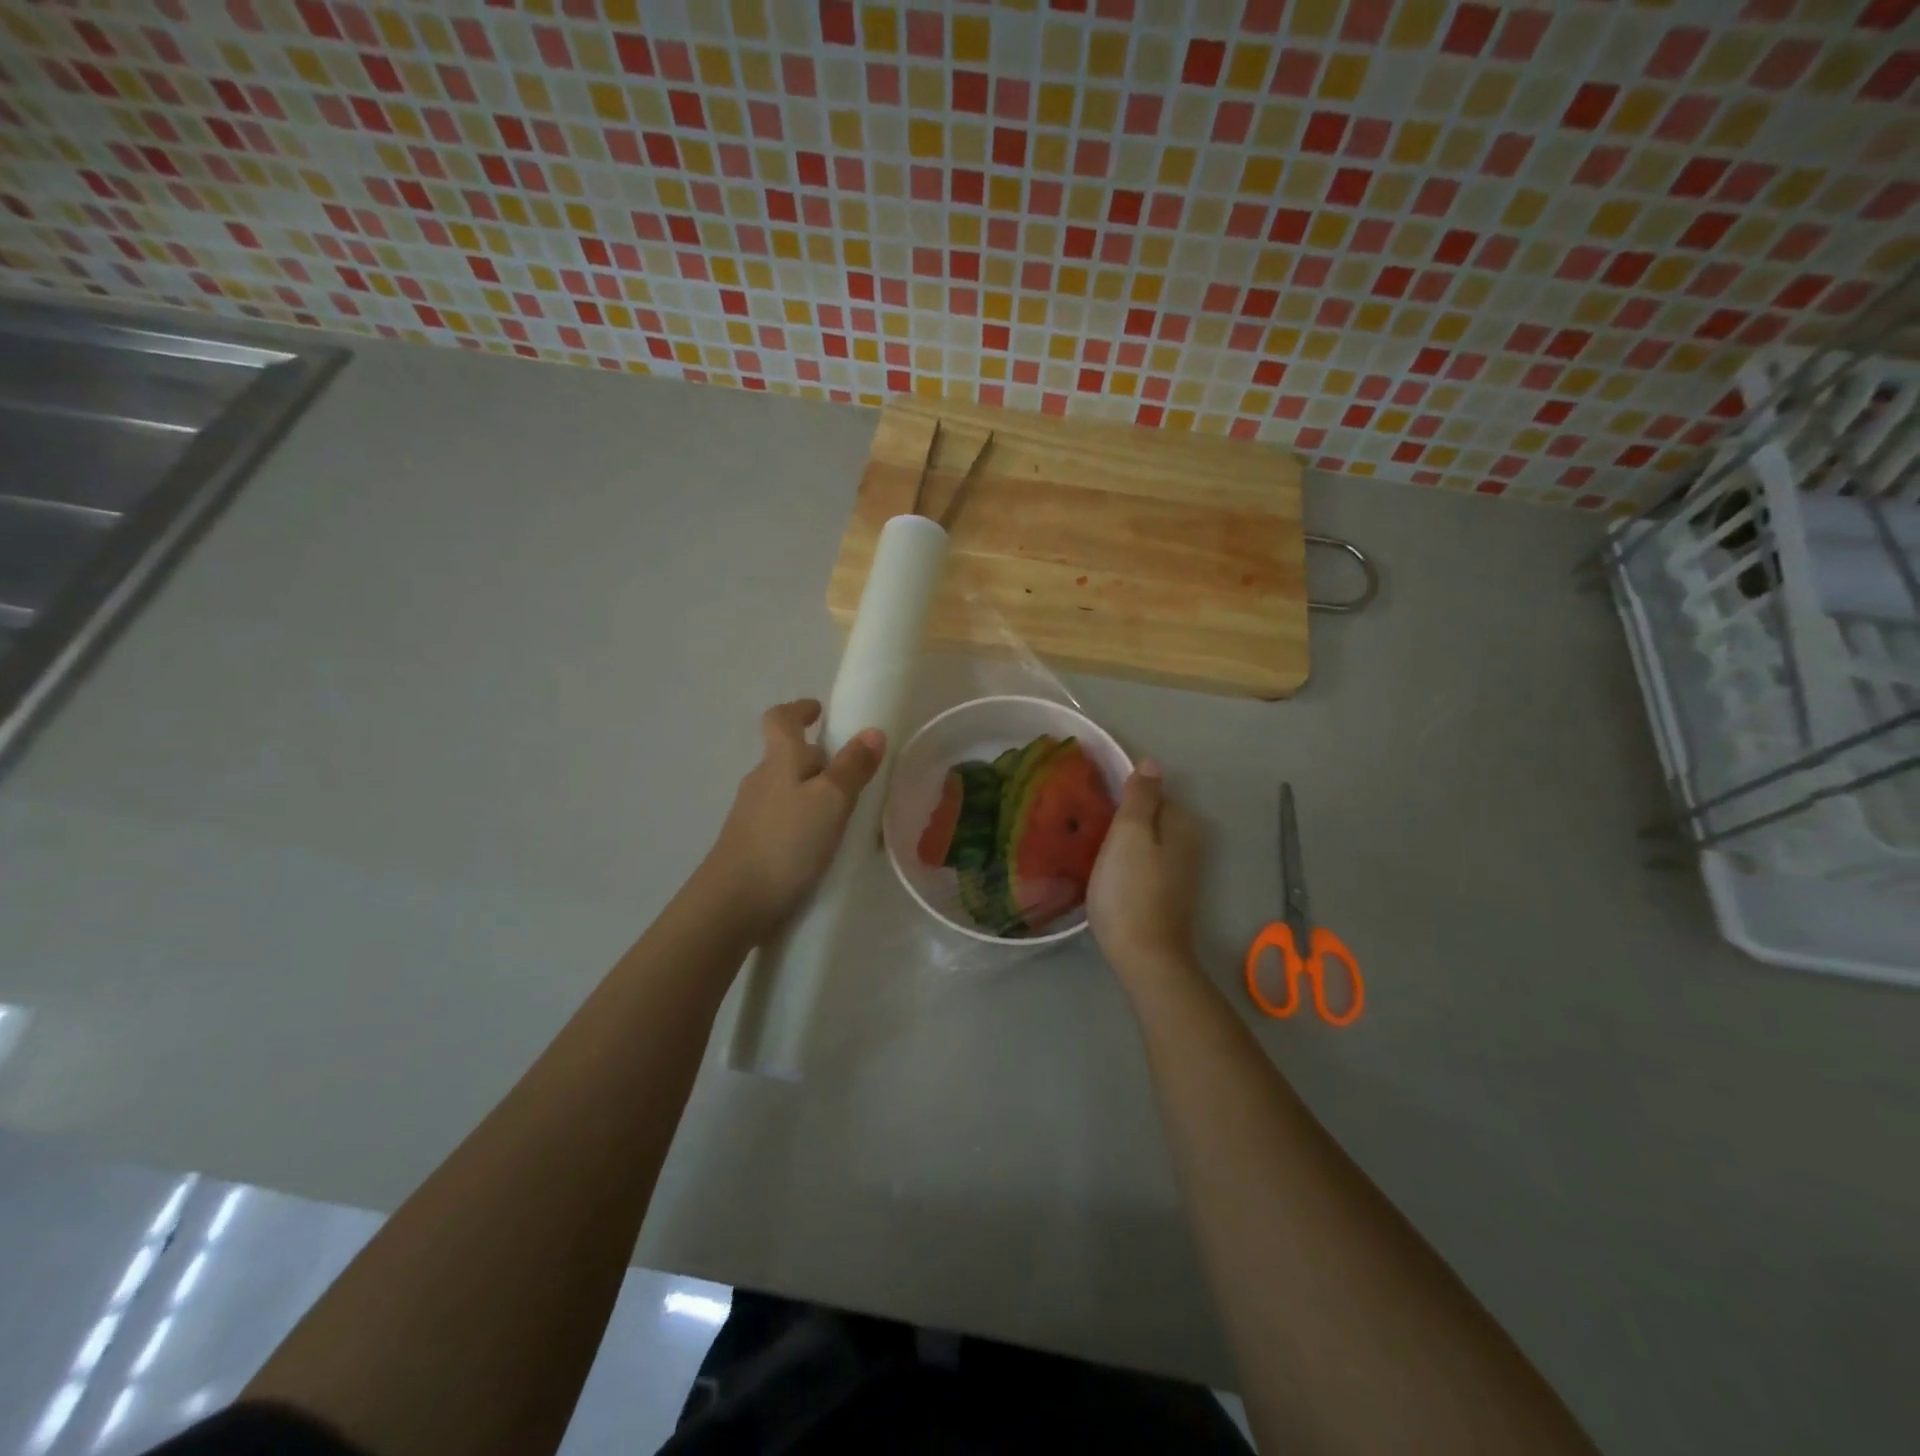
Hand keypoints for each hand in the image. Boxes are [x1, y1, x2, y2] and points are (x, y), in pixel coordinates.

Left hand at [701, 700, 884, 934]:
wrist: (732, 904)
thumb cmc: (785, 842)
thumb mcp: (829, 801)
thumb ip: (852, 767)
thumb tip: (872, 731)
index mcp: (778, 761)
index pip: (780, 719)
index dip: (798, 710)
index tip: (818, 710)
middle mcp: (761, 782)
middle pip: (788, 757)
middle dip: (819, 760)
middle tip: (854, 774)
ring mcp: (752, 816)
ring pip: (788, 792)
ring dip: (815, 795)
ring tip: (848, 816)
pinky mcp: (751, 847)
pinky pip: (785, 822)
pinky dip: (806, 824)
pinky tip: (824, 848)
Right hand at [1087, 761, 1205, 981]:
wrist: (1144, 956)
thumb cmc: (1130, 889)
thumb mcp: (1130, 833)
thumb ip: (1140, 796)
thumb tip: (1152, 762)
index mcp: (1182, 824)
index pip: (1152, 792)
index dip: (1122, 795)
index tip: (1094, 805)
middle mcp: (1189, 844)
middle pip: (1149, 817)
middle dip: (1122, 818)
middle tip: (1086, 826)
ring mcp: (1180, 872)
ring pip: (1146, 842)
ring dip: (1122, 842)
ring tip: (1090, 848)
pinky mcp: (1167, 895)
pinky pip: (1144, 864)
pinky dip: (1126, 864)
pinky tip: (1106, 873)